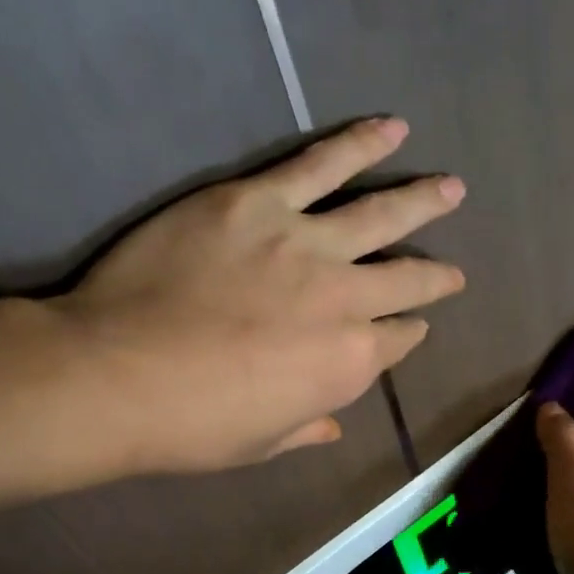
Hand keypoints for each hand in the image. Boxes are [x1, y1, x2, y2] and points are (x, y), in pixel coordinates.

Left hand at [50, 116, 465, 473]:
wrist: (117, 375)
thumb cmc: (192, 425)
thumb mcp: (260, 445)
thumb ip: (306, 428)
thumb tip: (333, 425)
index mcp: (348, 364)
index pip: (396, 341)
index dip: (408, 332)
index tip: (414, 324)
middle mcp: (344, 300)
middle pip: (404, 279)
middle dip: (436, 275)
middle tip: (455, 270)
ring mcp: (305, 245)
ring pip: (380, 213)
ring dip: (423, 200)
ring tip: (453, 188)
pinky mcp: (258, 202)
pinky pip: (320, 165)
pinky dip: (360, 144)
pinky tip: (391, 128)